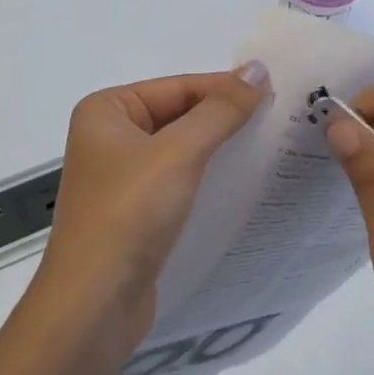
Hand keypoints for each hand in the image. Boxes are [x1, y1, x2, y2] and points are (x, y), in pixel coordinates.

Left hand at [30, 63, 271, 358]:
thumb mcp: (179, 153)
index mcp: (107, 111)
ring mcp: (120, 178)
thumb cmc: (129, 214)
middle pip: (179, 115)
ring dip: (220, 149)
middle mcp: (109, 138)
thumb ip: (220, 110)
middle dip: (225, 119)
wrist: (93, 305)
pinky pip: (178, 182)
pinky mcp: (134, 213)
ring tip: (270, 148)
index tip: (277, 93)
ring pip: (181, 150)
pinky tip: (243, 183)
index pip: (178, 86)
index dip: (226, 89)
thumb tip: (257, 69)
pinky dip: (207, 179)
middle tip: (280, 119)